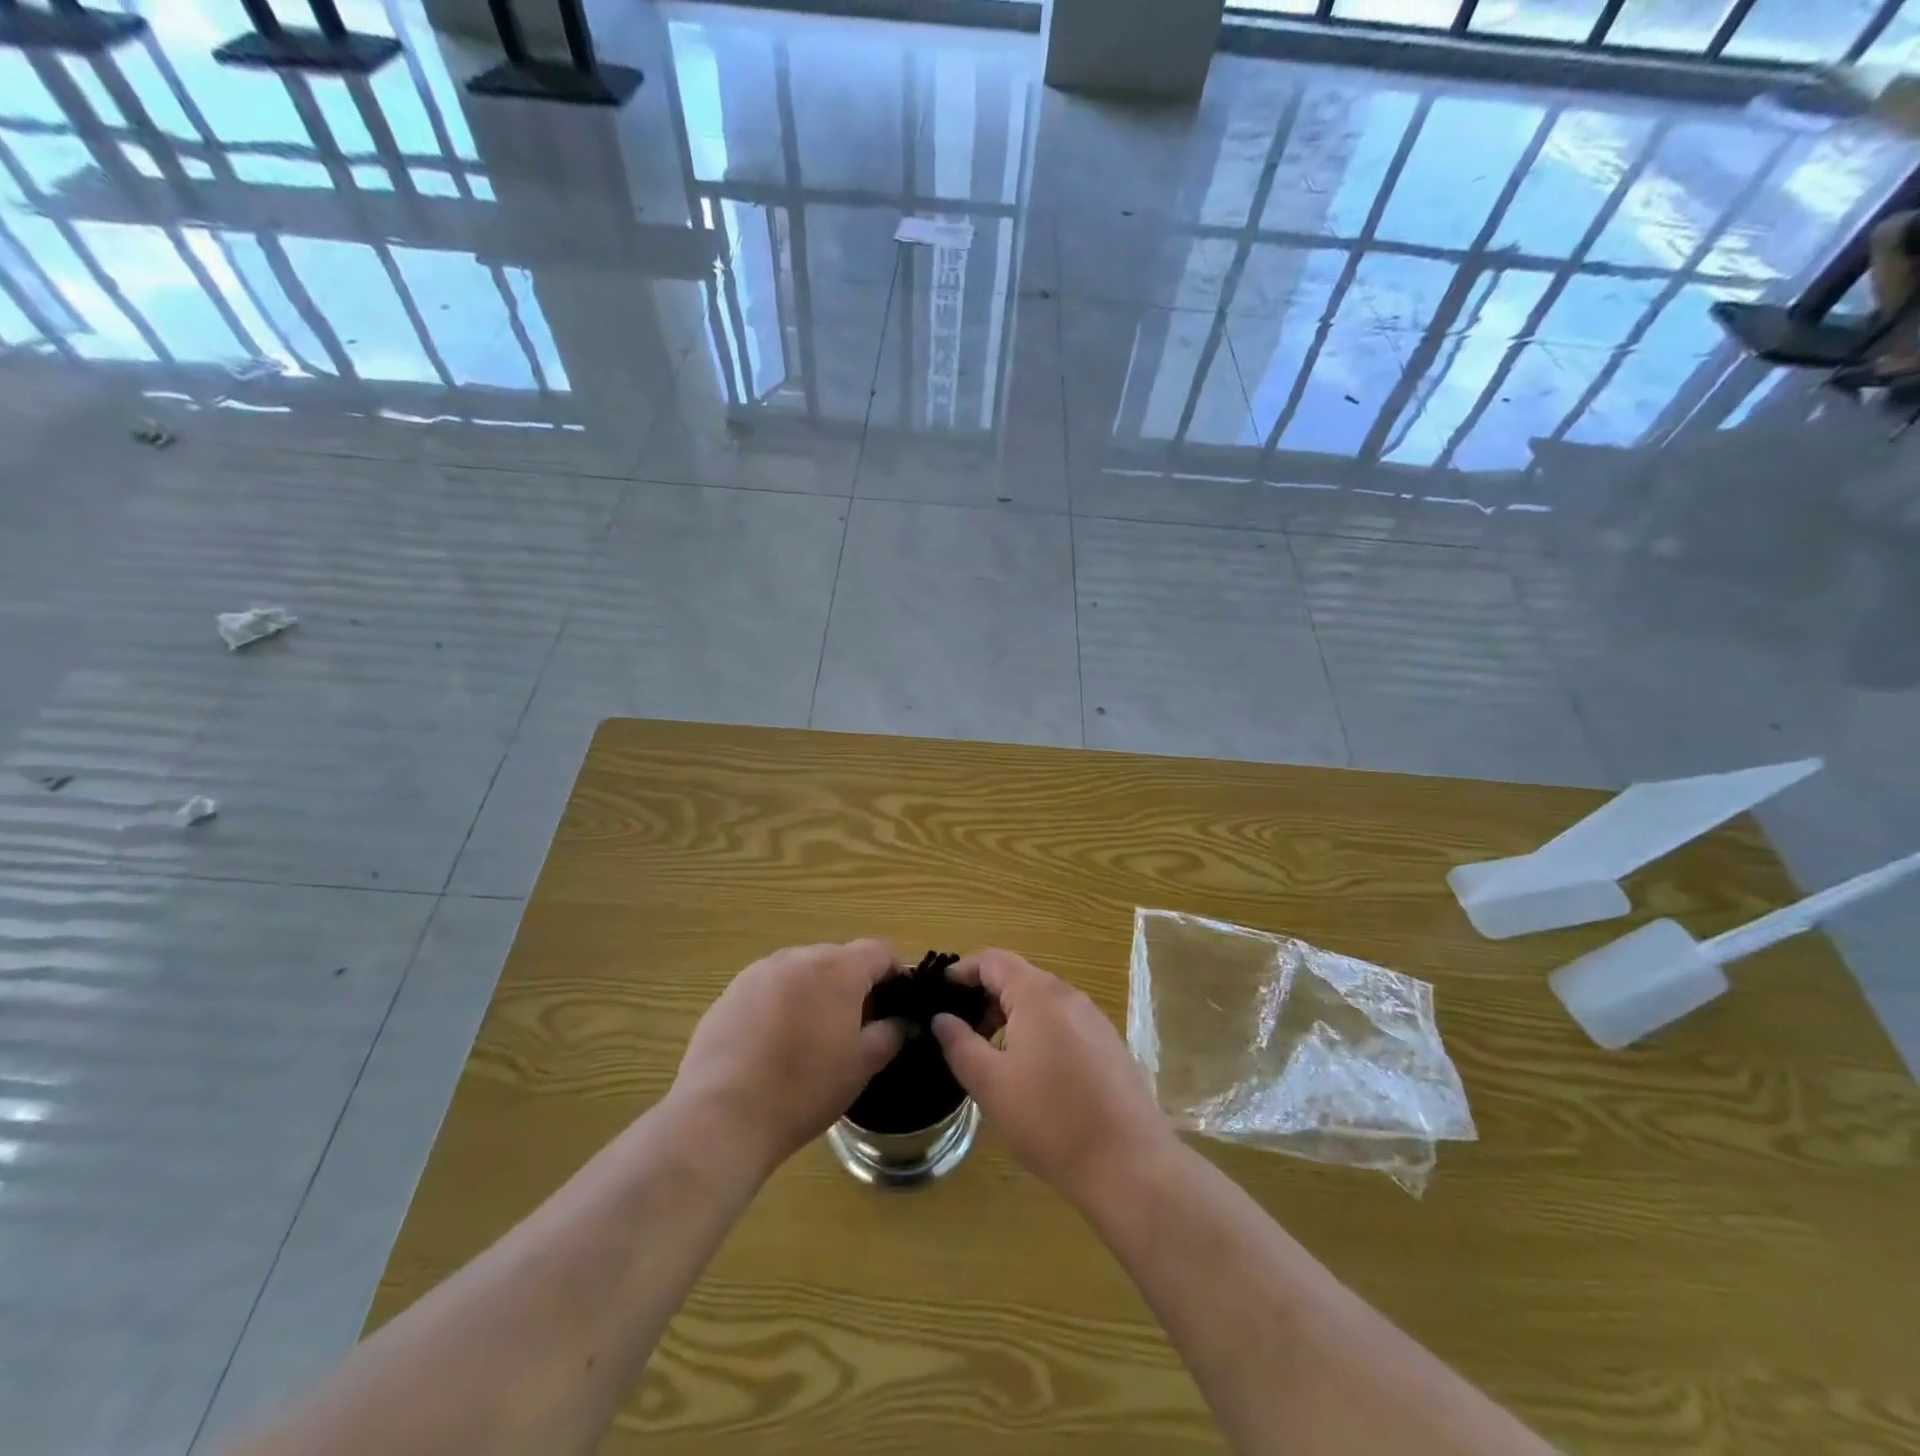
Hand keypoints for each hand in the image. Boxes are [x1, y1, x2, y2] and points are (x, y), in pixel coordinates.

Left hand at [668, 940, 904, 1176]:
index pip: (879, 951)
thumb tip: (901, 1022)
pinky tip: (773, 1046)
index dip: (895, 973)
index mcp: (837, 968)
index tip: (898, 1003)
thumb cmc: (804, 1088)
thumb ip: (890, 1034)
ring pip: (801, 972)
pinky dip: (781, 1006)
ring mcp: (759, 972)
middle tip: (856, 1028)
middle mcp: (798, 957)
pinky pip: (769, 989)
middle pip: (839, 959)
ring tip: (811, 1039)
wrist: (722, 1116)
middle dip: (853, 985)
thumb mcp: (861, 1066)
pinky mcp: (729, 993)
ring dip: (815, 993)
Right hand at [932, 949, 1171, 1203]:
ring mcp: (1094, 1019)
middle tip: (962, 1036)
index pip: (992, 960)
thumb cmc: (1050, 1119)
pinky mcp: (1109, 1045)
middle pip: (1018, 978)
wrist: (1128, 1164)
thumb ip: (960, 1044)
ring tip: (993, 1059)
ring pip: (1041, 1003)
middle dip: (985, 1000)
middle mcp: (1068, 995)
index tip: (939, 998)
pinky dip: (1038, 1034)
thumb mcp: (990, 1084)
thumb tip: (942, 1018)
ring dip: (1011, 1019)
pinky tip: (1033, 1077)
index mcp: (1037, 994)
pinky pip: (1063, 1024)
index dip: (962, 973)